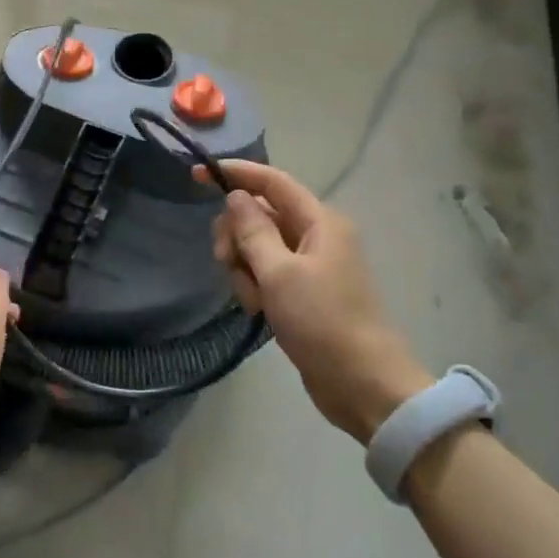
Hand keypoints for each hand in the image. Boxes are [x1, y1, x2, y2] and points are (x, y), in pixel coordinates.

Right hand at [200, 161, 432, 442]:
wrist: (362, 384)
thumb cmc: (322, 322)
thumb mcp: (279, 273)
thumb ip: (253, 230)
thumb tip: (236, 196)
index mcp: (319, 221)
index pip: (271, 182)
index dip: (235, 174)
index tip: (196, 175)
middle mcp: (316, 236)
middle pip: (260, 215)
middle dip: (236, 235)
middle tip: (227, 263)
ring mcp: (310, 265)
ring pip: (258, 247)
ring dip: (244, 268)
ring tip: (254, 300)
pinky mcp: (303, 292)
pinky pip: (267, 274)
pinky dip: (255, 286)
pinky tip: (258, 310)